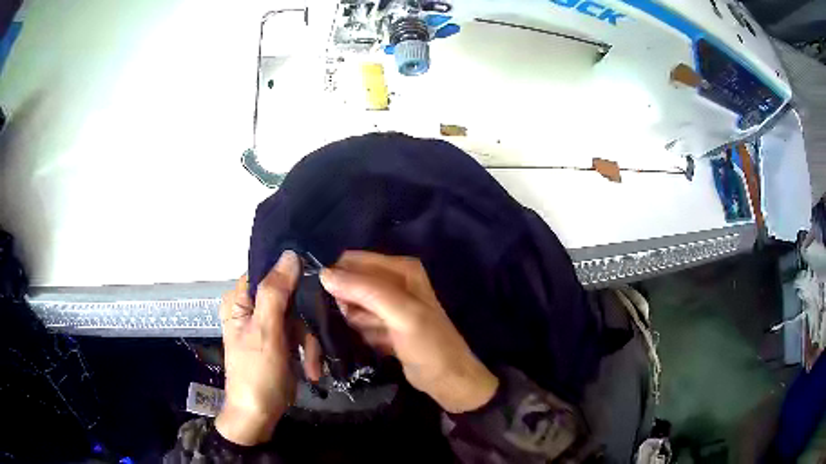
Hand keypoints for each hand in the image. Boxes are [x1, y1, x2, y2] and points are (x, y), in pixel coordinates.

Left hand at [215, 251, 321, 444]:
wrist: (259, 414)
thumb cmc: (257, 373)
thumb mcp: (265, 331)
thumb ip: (275, 292)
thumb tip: (290, 254)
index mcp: (239, 300)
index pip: (266, 271)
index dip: (290, 275)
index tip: (314, 286)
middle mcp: (250, 308)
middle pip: (288, 296)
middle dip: (303, 322)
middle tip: (311, 342)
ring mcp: (266, 326)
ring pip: (299, 317)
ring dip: (308, 343)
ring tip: (312, 366)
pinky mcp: (279, 341)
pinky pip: (300, 334)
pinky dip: (307, 352)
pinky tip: (311, 370)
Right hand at [320, 251, 498, 413]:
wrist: (447, 380)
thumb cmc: (429, 346)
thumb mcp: (401, 315)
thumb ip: (366, 291)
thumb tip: (324, 274)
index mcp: (401, 268)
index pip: (353, 261)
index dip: (337, 278)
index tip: (325, 301)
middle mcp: (393, 281)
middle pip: (350, 282)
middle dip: (344, 303)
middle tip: (351, 322)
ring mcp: (387, 305)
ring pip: (351, 304)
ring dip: (352, 322)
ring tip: (368, 335)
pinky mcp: (382, 325)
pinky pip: (358, 322)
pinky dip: (359, 332)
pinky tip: (372, 342)